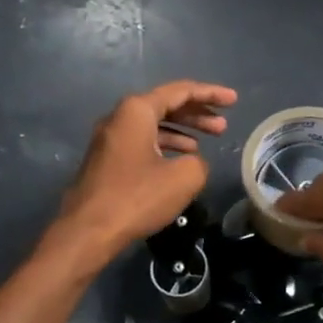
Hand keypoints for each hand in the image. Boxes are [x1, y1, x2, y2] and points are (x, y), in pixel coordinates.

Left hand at [49, 80, 237, 268]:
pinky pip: (142, 141)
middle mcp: (120, 117)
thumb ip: (199, 162)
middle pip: (165, 105)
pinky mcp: (106, 159)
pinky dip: (165, 145)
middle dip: (197, 113)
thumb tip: (192, 163)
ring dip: (182, 130)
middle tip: (223, 126)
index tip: (234, 101)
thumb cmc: (136, 197)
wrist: (88, 230)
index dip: (211, 94)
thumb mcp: (183, 178)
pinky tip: (180, 160)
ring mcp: (109, 138)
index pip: (181, 91)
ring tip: (207, 142)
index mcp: (137, 110)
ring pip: (153, 124)